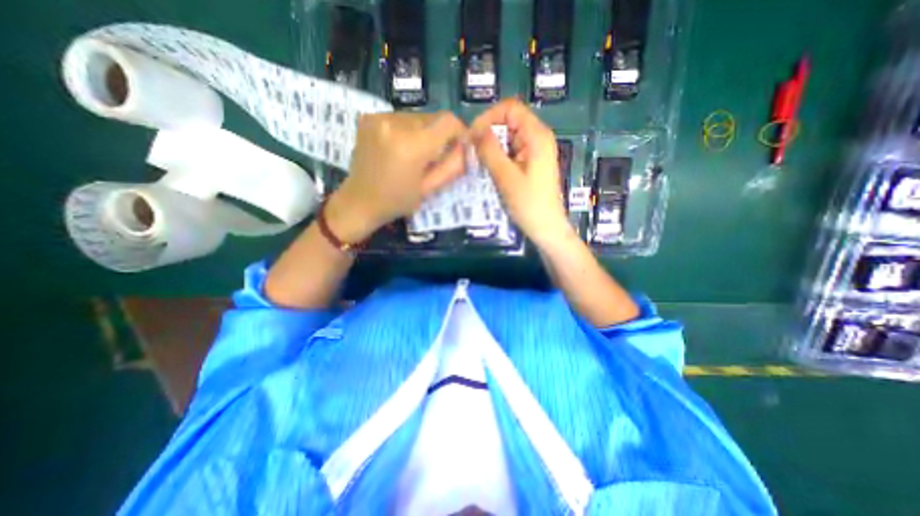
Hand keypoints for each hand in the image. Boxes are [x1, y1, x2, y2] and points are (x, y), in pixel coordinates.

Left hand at [326, 110, 466, 240]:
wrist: (359, 201)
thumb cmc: (397, 201)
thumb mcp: (430, 189)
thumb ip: (452, 166)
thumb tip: (466, 147)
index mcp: (412, 146)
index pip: (448, 121)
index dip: (459, 132)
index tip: (458, 146)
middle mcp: (395, 124)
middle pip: (433, 118)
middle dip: (439, 135)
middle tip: (433, 157)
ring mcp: (379, 118)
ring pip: (417, 117)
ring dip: (423, 133)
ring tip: (414, 155)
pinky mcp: (369, 117)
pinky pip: (400, 118)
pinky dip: (407, 131)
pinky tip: (399, 148)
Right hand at [469, 100, 572, 247]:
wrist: (546, 228)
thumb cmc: (528, 204)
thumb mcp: (506, 176)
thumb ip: (490, 151)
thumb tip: (474, 131)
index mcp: (536, 135)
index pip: (509, 108)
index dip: (488, 118)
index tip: (472, 137)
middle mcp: (537, 138)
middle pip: (508, 122)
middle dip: (488, 134)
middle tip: (472, 153)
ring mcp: (534, 151)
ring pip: (507, 138)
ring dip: (491, 147)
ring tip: (478, 163)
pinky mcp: (530, 163)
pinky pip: (510, 152)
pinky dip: (498, 157)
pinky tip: (489, 170)